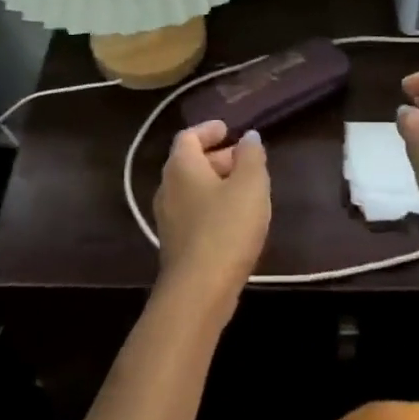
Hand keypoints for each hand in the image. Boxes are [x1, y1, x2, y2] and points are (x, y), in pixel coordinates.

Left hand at [152, 121, 270, 316]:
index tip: (229, 129)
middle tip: (244, 159)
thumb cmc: (226, 227)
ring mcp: (168, 218)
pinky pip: (194, 212)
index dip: (209, 130)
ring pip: (192, 189)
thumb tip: (248, 137)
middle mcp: (167, 187)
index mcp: (181, 167)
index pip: (189, 136)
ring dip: (216, 183)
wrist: (199, 290)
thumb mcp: (250, 185)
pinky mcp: (176, 243)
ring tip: (246, 188)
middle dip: (217, 157)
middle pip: (189, 162)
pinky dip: (212, 205)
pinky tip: (235, 219)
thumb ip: (251, 156)